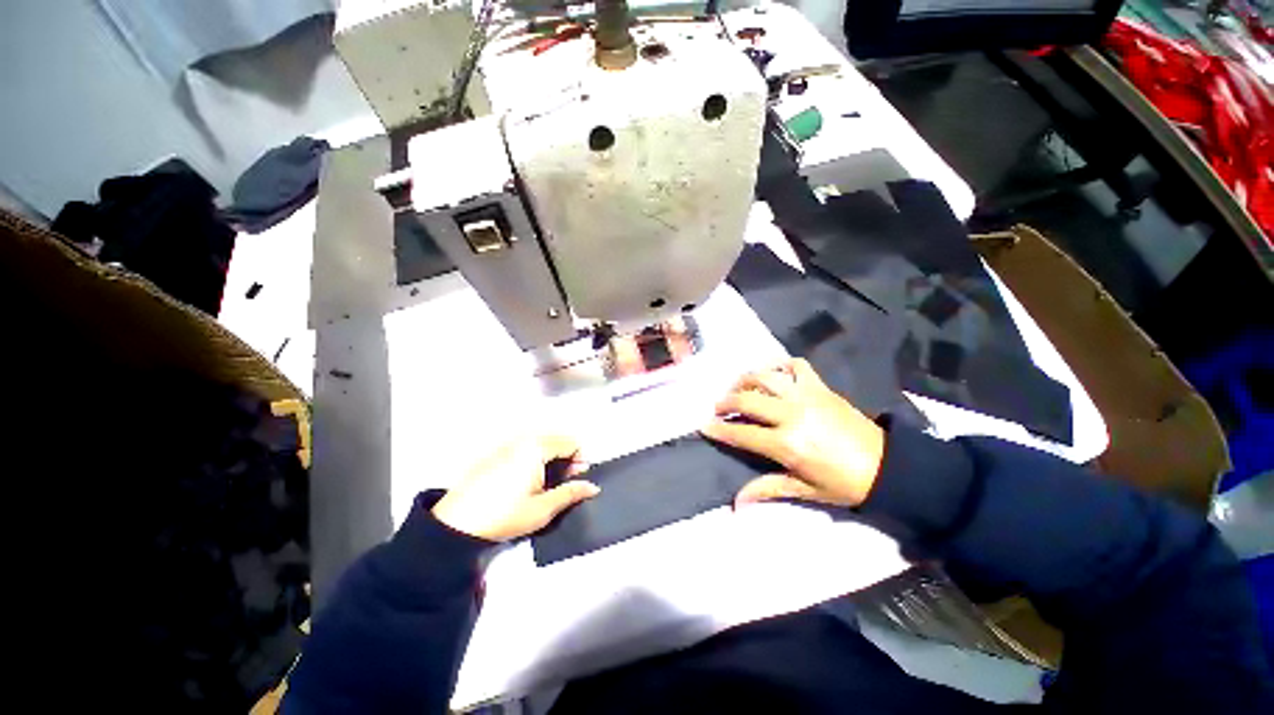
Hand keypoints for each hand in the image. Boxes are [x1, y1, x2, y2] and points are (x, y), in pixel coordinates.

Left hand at [432, 435, 599, 540]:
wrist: (456, 523)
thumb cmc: (504, 514)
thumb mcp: (542, 509)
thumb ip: (571, 493)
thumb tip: (593, 487)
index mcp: (536, 447)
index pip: (571, 442)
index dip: (580, 459)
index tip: (578, 479)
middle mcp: (523, 439)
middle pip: (556, 439)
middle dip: (566, 458)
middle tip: (564, 482)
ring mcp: (507, 444)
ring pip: (541, 443)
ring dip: (551, 458)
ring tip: (547, 483)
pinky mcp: (496, 452)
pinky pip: (525, 447)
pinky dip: (534, 458)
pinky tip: (528, 480)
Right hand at [701, 359, 885, 508]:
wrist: (886, 465)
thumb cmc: (842, 482)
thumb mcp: (803, 489)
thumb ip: (767, 488)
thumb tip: (736, 504)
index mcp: (786, 443)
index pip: (741, 433)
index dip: (719, 429)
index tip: (703, 425)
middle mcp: (791, 414)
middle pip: (747, 399)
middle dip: (725, 402)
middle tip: (718, 407)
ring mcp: (806, 395)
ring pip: (766, 377)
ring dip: (746, 379)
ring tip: (739, 388)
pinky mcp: (821, 387)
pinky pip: (797, 366)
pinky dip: (782, 365)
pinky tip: (774, 374)